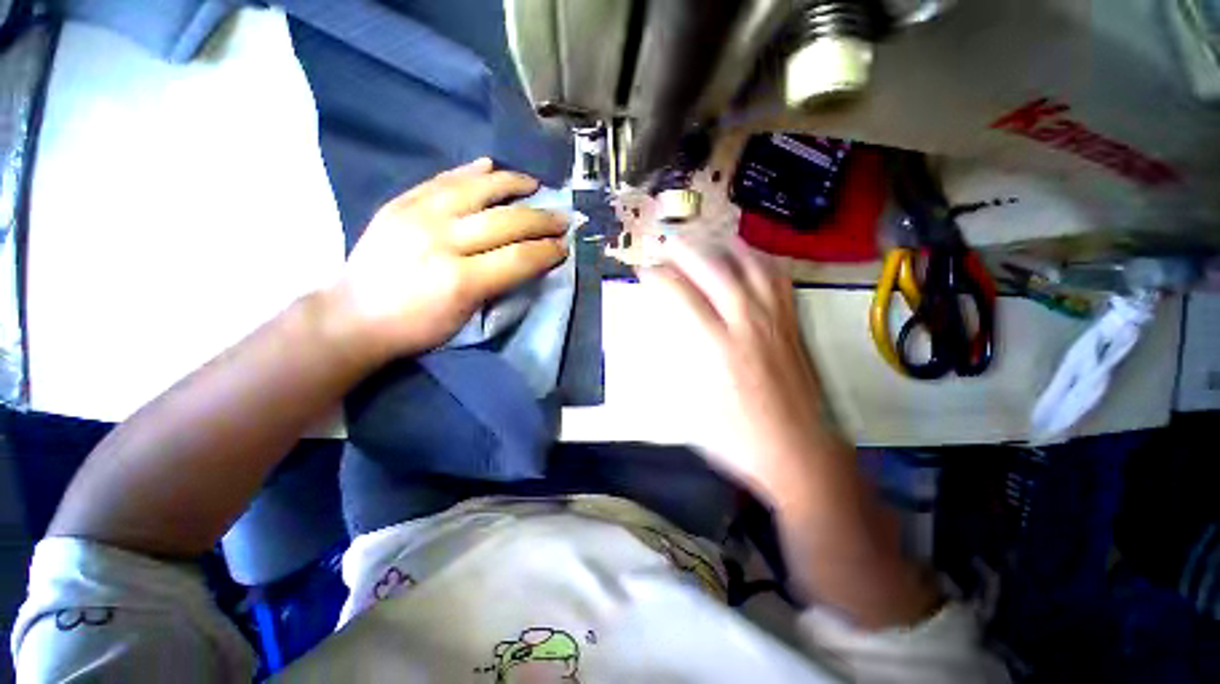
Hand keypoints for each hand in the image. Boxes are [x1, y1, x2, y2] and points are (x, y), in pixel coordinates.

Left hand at [324, 158, 567, 363]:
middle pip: (505, 221)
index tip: (565, 246)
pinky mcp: (401, 203)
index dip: (547, 251)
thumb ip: (500, 286)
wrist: (353, 316)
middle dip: (541, 220)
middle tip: (562, 218)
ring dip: (512, 184)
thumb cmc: (416, 328)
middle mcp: (441, 241)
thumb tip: (529, 260)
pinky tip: (489, 165)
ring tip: (534, 184)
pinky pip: (443, 180)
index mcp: (460, 281)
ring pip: (476, 189)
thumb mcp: (465, 318)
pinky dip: (470, 171)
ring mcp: (417, 216)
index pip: (519, 258)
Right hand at [639, 236, 841, 502]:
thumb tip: (669, 330)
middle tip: (668, 244)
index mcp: (716, 347)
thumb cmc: (738, 438)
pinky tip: (751, 260)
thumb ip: (678, 361)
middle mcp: (747, 323)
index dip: (658, 277)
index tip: (645, 271)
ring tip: (708, 240)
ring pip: (752, 266)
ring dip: (725, 247)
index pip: (680, 295)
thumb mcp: (692, 404)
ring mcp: (775, 321)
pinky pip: (779, 280)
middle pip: (715, 270)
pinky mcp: (793, 326)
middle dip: (686, 250)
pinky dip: (761, 261)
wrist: (799, 454)